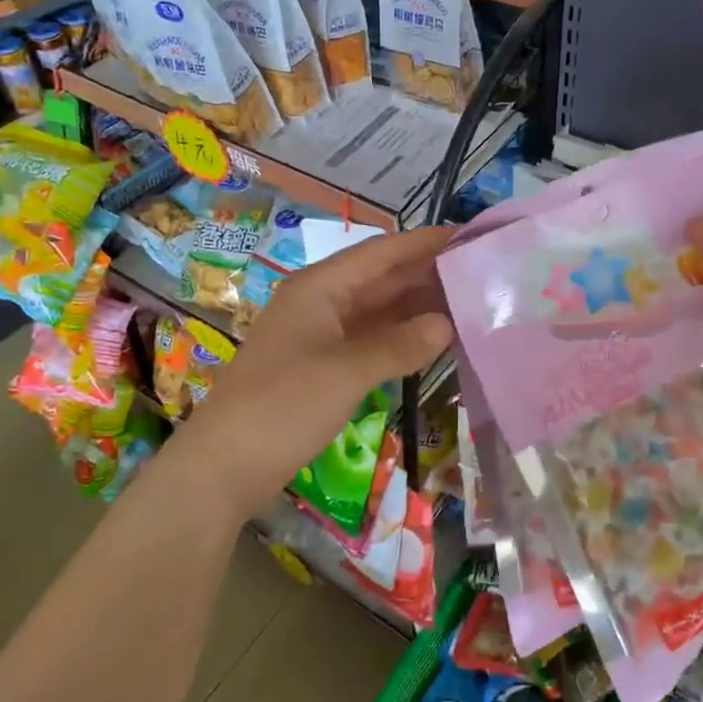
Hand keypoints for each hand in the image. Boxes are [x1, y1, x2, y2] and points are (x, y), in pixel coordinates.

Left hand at [182, 226, 455, 508]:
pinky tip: (432, 343)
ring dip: (416, 308)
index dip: (424, 242)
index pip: (381, 252)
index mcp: (319, 287)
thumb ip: (400, 345)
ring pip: (377, 311)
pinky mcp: (321, 367)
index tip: (468, 236)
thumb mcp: (346, 372)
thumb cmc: (282, 406)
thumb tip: (447, 324)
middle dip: (426, 274)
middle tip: (479, 274)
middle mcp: (320, 302)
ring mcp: (319, 335)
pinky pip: (370, 340)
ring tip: (467, 304)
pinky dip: (400, 339)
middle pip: (381, 279)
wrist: (223, 466)